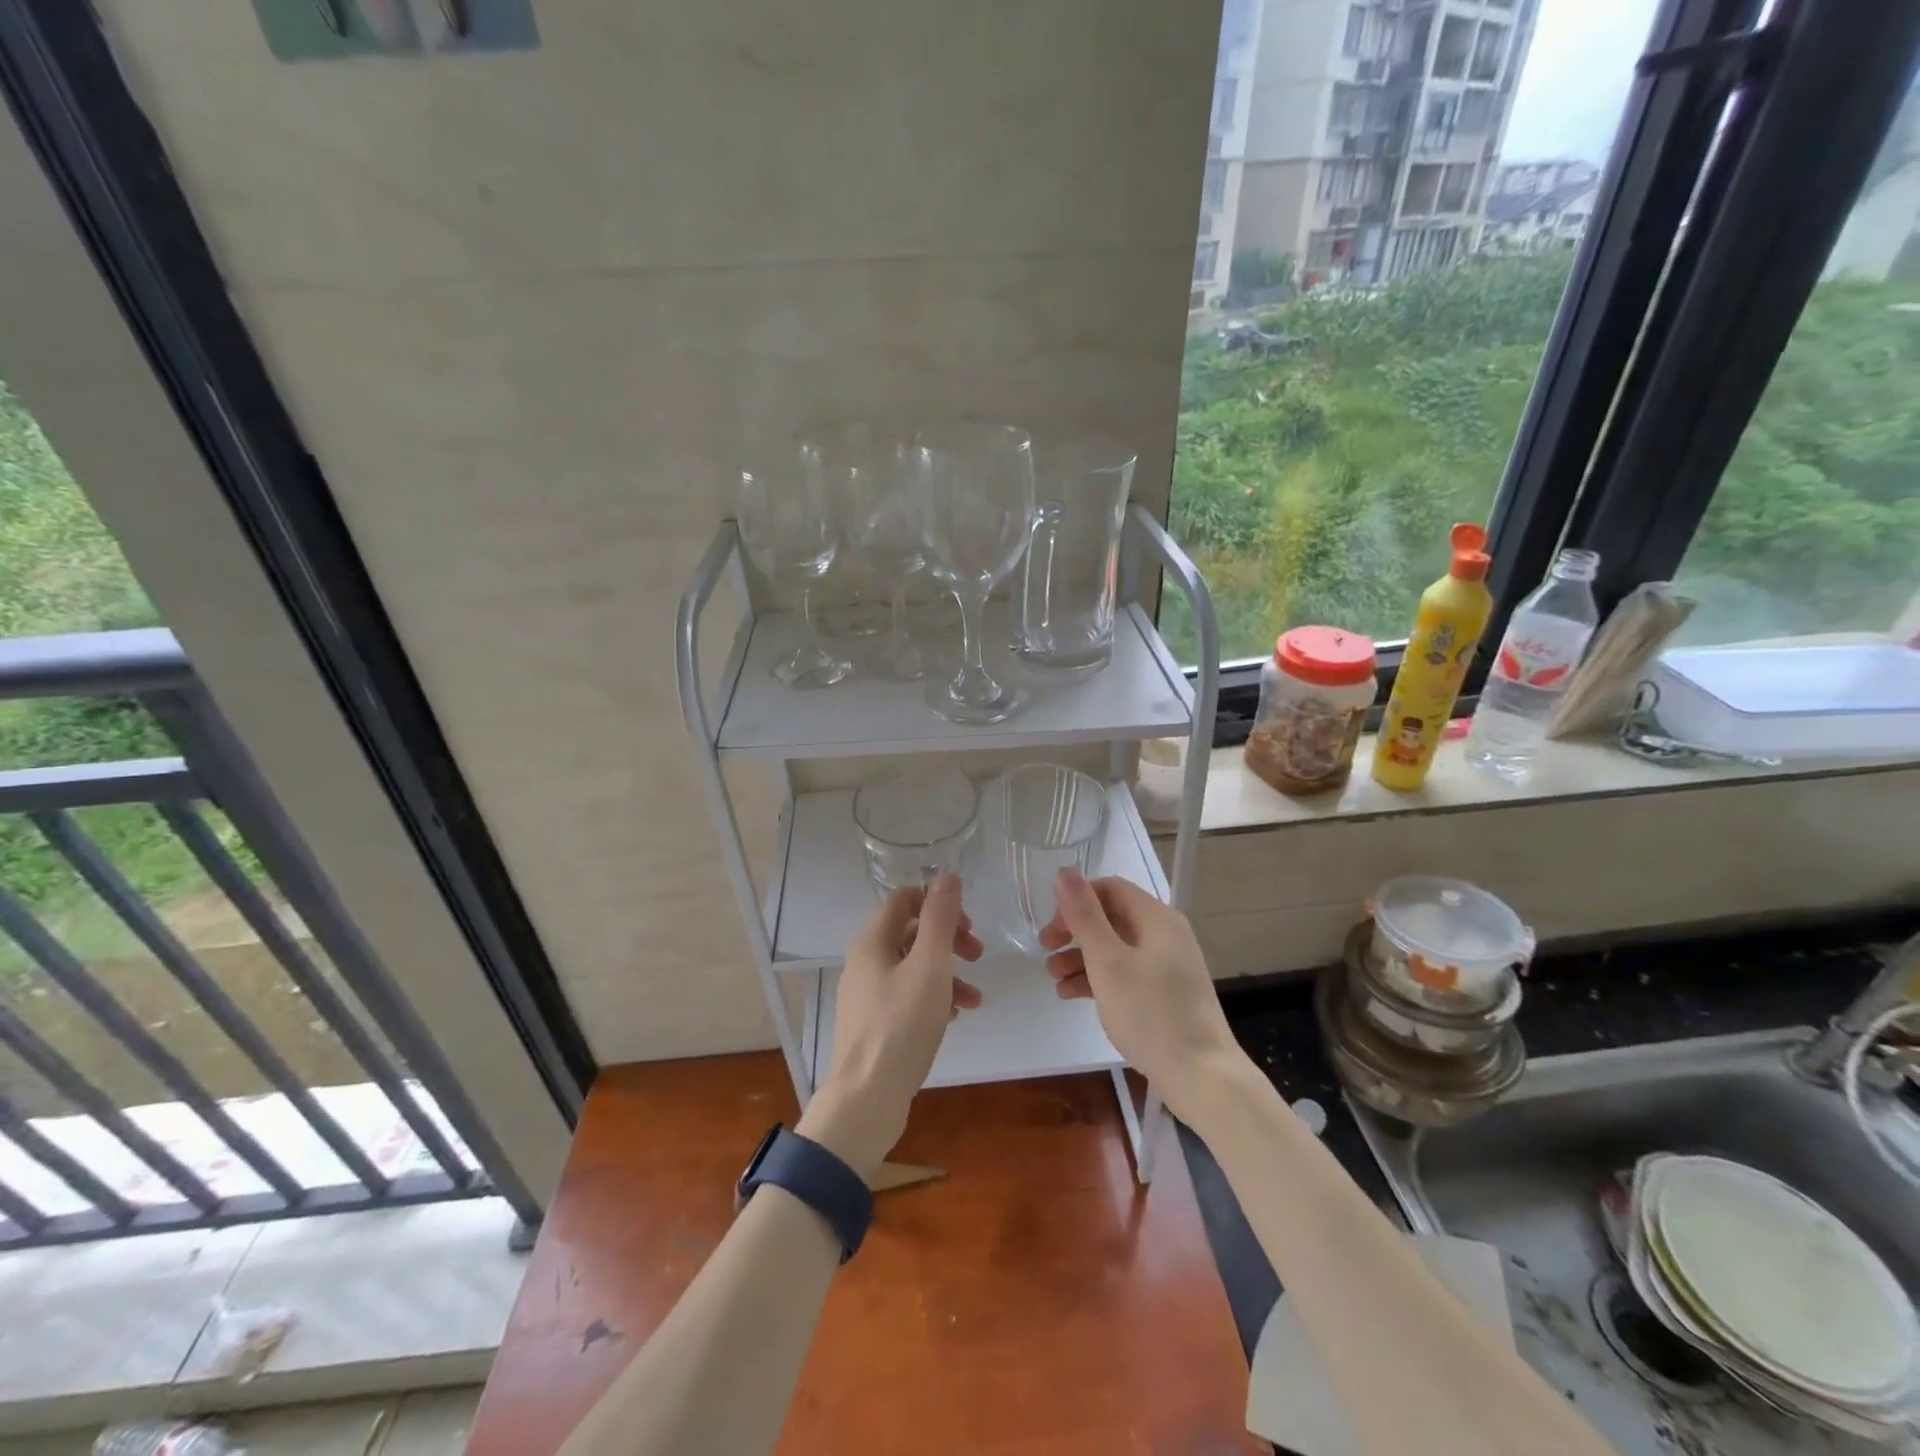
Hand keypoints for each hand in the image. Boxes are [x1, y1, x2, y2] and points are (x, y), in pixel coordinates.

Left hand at [798, 872, 982, 1178]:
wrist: (866, 1099)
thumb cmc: (901, 1025)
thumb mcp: (929, 966)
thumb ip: (939, 919)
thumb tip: (946, 875)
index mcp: (873, 941)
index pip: (904, 899)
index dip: (938, 902)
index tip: (967, 924)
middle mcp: (865, 961)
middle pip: (910, 932)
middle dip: (948, 939)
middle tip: (977, 955)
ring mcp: (867, 994)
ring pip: (913, 967)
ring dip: (947, 973)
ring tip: (975, 999)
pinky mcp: (874, 1023)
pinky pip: (907, 995)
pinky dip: (933, 998)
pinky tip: (954, 1018)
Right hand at [1039, 868, 1242, 1120]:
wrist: (1201, 1076)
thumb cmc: (1151, 1013)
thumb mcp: (1108, 962)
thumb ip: (1085, 916)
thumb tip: (1065, 872)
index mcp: (1157, 919)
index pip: (1110, 888)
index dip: (1076, 900)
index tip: (1051, 926)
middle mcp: (1165, 934)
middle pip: (1111, 917)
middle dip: (1075, 931)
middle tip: (1045, 949)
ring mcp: (1167, 965)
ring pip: (1116, 948)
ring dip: (1081, 957)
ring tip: (1053, 978)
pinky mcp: (1165, 993)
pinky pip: (1126, 973)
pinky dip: (1098, 978)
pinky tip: (1071, 994)